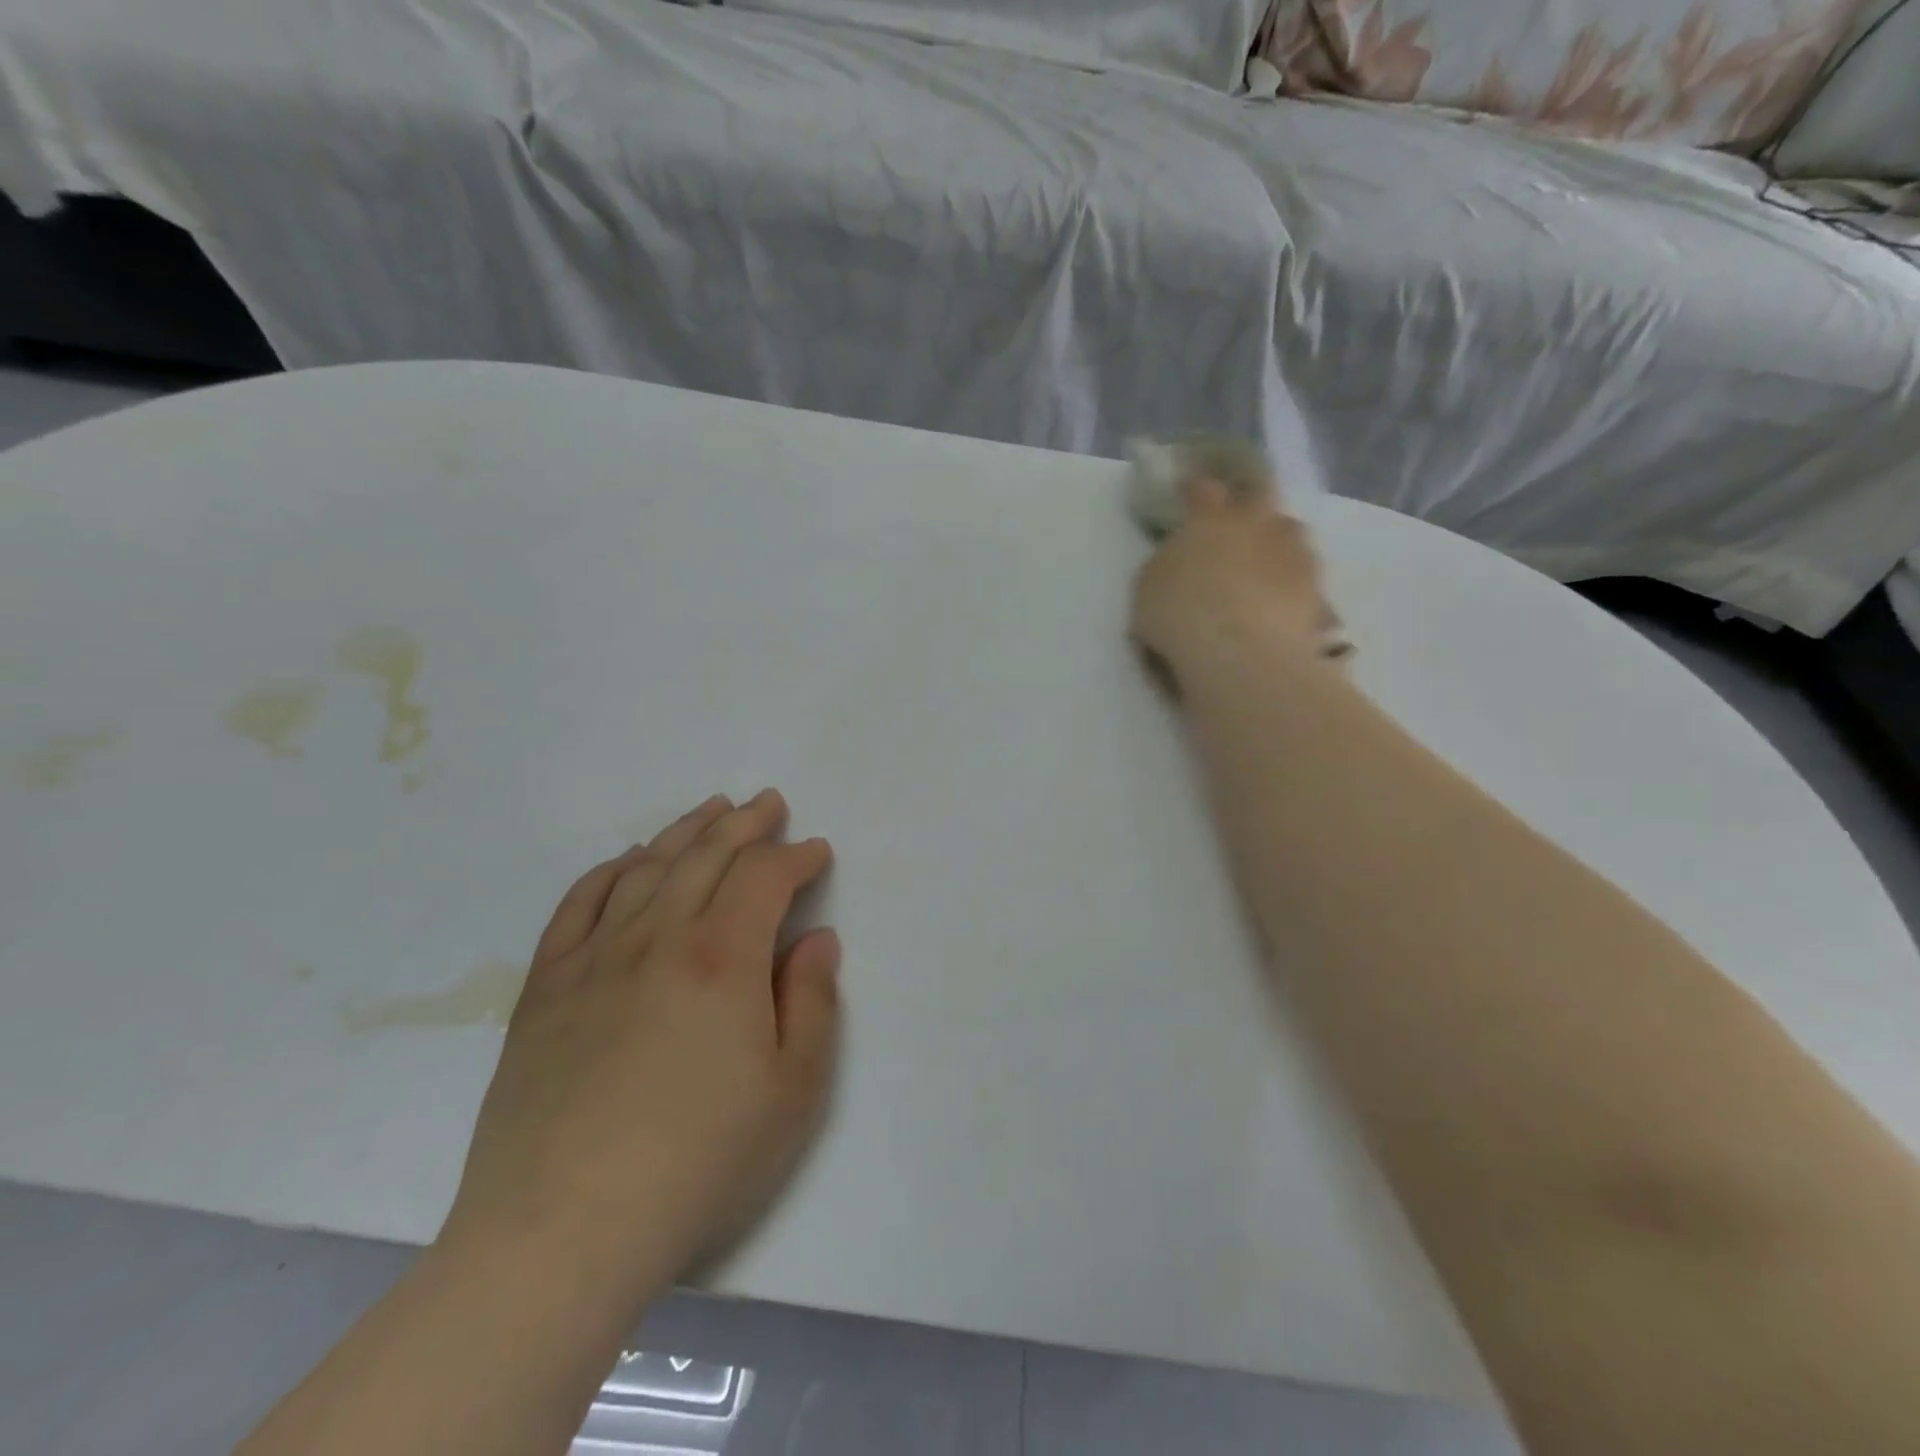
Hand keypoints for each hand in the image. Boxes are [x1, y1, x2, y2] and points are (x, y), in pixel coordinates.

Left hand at [440, 790, 839, 1299]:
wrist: (560, 1231)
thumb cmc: (699, 1161)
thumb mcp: (793, 1090)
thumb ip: (813, 1001)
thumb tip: (816, 939)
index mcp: (723, 957)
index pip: (765, 876)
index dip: (796, 856)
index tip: (816, 852)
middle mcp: (659, 936)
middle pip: (706, 855)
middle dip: (745, 823)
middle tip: (768, 804)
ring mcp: (595, 957)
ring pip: (646, 867)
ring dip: (685, 831)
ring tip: (711, 810)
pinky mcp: (546, 986)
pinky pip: (579, 903)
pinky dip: (610, 870)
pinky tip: (628, 861)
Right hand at [1131, 479, 1344, 686]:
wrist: (1240, 651)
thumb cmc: (1180, 615)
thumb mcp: (1148, 588)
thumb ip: (1166, 563)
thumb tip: (1178, 557)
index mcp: (1208, 519)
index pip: (1202, 488)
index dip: (1194, 489)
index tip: (1187, 492)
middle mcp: (1255, 522)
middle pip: (1259, 493)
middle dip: (1248, 499)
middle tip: (1238, 517)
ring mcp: (1291, 550)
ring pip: (1290, 530)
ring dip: (1277, 540)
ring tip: (1266, 563)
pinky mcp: (1316, 585)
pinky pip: (1305, 573)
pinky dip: (1293, 580)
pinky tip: (1282, 600)